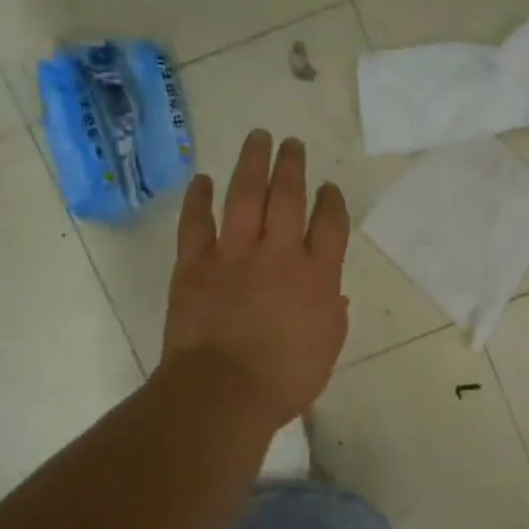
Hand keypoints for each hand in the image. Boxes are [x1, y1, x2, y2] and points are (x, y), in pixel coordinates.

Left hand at [161, 130, 350, 428]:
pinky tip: (201, 179)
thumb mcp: (326, 350)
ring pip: (244, 195)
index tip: (328, 188)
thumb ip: (332, 316)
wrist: (224, 391)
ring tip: (258, 138)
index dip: (331, 201)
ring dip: (252, 163)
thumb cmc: (285, 379)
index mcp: (316, 275)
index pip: (329, 224)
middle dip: (292, 166)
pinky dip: (198, 198)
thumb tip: (334, 293)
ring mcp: (234, 253)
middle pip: (287, 196)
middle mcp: (278, 253)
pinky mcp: (195, 263)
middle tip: (292, 143)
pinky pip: (196, 222)